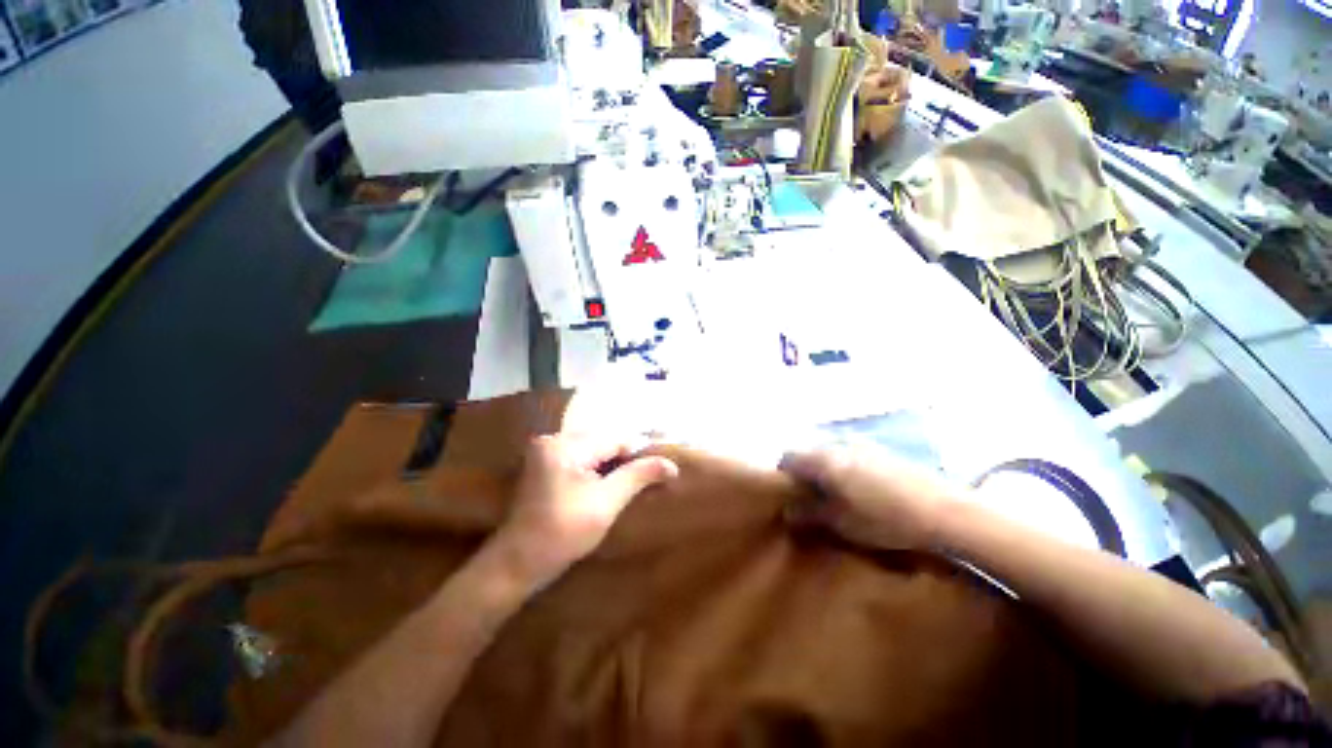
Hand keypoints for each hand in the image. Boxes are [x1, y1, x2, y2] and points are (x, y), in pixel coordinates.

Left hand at [490, 434, 678, 589]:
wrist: (516, 564)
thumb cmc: (562, 534)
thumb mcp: (606, 504)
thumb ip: (638, 477)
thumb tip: (671, 465)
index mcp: (564, 446)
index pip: (615, 439)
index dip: (640, 451)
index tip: (662, 466)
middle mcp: (553, 439)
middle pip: (604, 440)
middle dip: (627, 456)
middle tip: (651, 473)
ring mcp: (547, 450)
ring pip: (594, 448)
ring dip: (614, 462)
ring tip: (635, 478)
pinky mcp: (546, 463)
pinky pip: (582, 456)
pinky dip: (599, 466)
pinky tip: (611, 480)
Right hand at [779, 445, 956, 550]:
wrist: (944, 511)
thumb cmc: (885, 519)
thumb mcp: (841, 523)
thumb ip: (809, 514)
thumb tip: (787, 511)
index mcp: (824, 459)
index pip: (788, 457)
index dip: (784, 475)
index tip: (791, 496)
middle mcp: (838, 444)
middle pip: (809, 453)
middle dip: (806, 473)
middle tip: (814, 498)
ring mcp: (862, 444)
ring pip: (830, 453)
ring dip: (827, 470)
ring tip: (839, 496)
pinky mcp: (881, 450)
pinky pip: (851, 454)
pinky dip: (846, 468)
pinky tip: (864, 490)